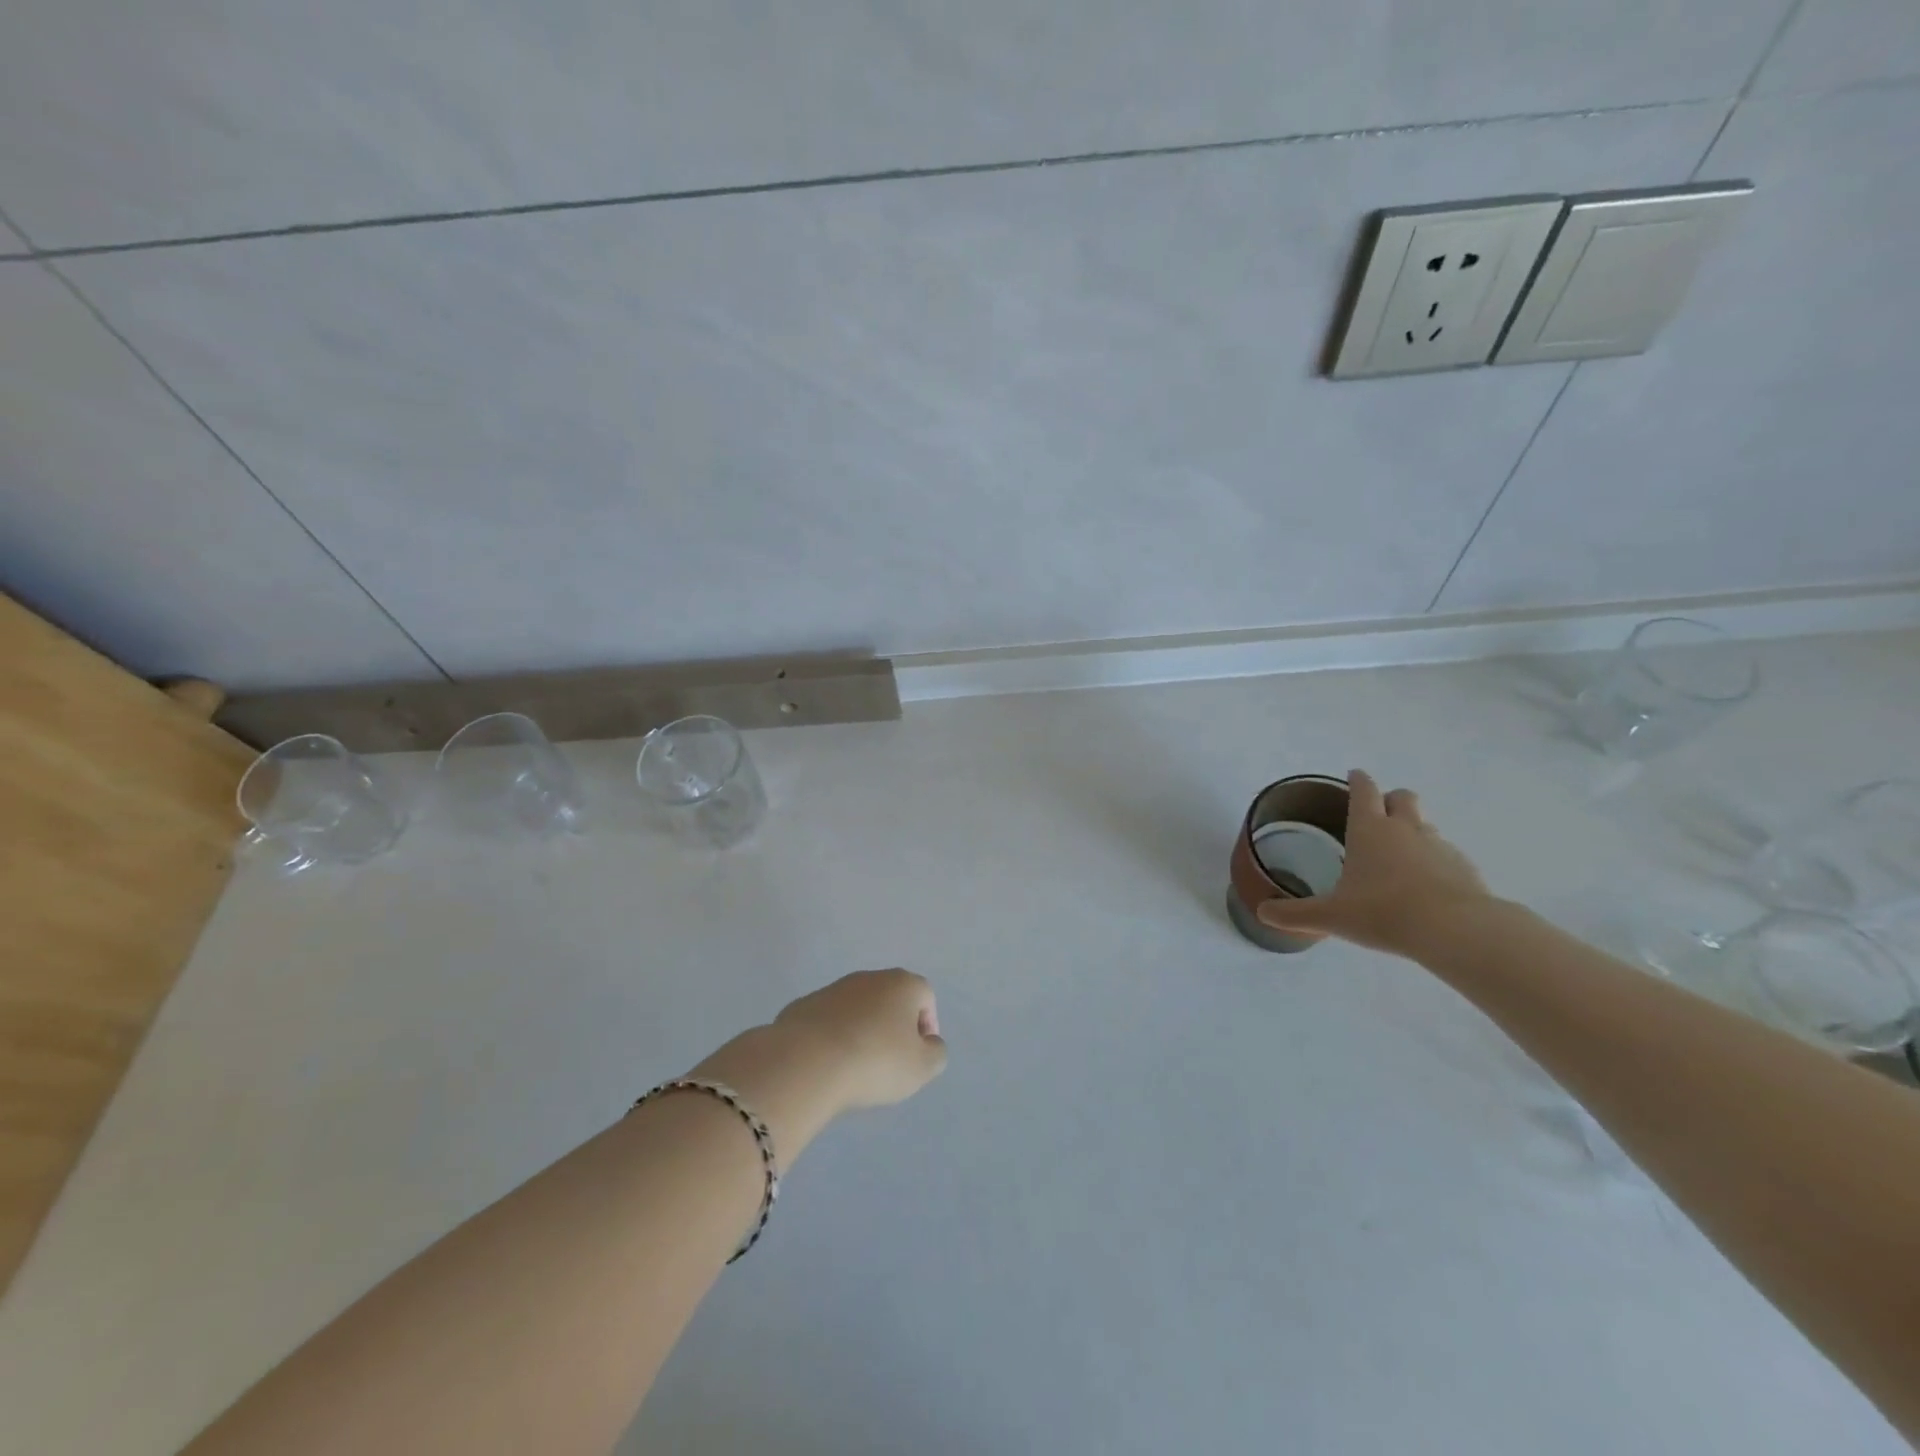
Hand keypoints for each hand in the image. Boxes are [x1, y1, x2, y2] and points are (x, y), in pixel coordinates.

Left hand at [774, 969, 947, 1111]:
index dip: (927, 1025)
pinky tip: (828, 1064)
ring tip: (855, 1067)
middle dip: (893, 1026)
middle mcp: (868, 977)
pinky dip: (832, 1037)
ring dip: (861, 1030)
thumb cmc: (875, 1061)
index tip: (917, 1055)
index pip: (925, 996)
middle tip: (889, 1062)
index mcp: (902, 984)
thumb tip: (928, 1043)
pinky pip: (828, 1021)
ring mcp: (832, 989)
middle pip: (890, 998)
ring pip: (857, 1009)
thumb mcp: (921, 1068)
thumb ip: (935, 1053)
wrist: (806, 1062)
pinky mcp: (803, 1006)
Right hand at [1256, 769, 1492, 956]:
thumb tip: (1263, 913)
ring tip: (1400, 854)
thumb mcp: (1330, 916)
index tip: (1354, 775)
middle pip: (1402, 797)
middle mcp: (1405, 829)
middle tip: (1378, 814)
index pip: (1363, 790)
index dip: (1357, 780)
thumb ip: (1295, 914)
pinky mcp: (1465, 868)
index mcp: (1369, 829)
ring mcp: (1439, 846)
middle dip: (1390, 799)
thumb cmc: (1383, 912)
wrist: (1454, 930)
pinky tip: (1426, 886)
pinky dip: (1435, 861)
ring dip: (1413, 830)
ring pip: (1426, 824)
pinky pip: (1446, 855)